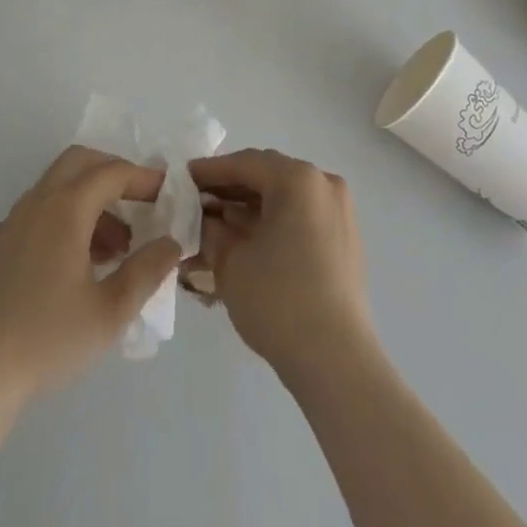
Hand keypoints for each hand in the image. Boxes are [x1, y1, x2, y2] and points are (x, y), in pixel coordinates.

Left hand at [0, 145, 182, 399]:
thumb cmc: (47, 339)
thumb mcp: (110, 311)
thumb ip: (146, 271)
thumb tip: (171, 243)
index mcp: (65, 207)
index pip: (112, 172)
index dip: (143, 178)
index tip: (168, 193)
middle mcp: (38, 201)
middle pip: (81, 162)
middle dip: (114, 173)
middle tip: (141, 202)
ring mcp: (15, 220)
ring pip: (60, 186)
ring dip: (93, 199)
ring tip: (119, 246)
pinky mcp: (2, 244)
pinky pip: (43, 209)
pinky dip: (70, 215)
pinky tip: (83, 262)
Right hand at [186, 149, 376, 383]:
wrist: (336, 362)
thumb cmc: (278, 301)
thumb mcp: (230, 260)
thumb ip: (211, 227)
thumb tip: (203, 216)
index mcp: (298, 179)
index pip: (244, 163)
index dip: (209, 171)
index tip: (181, 179)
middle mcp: (323, 184)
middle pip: (267, 176)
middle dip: (230, 188)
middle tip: (196, 203)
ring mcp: (339, 211)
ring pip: (284, 196)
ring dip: (250, 206)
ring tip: (216, 224)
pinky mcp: (344, 238)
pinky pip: (301, 215)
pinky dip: (273, 221)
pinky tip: (247, 239)